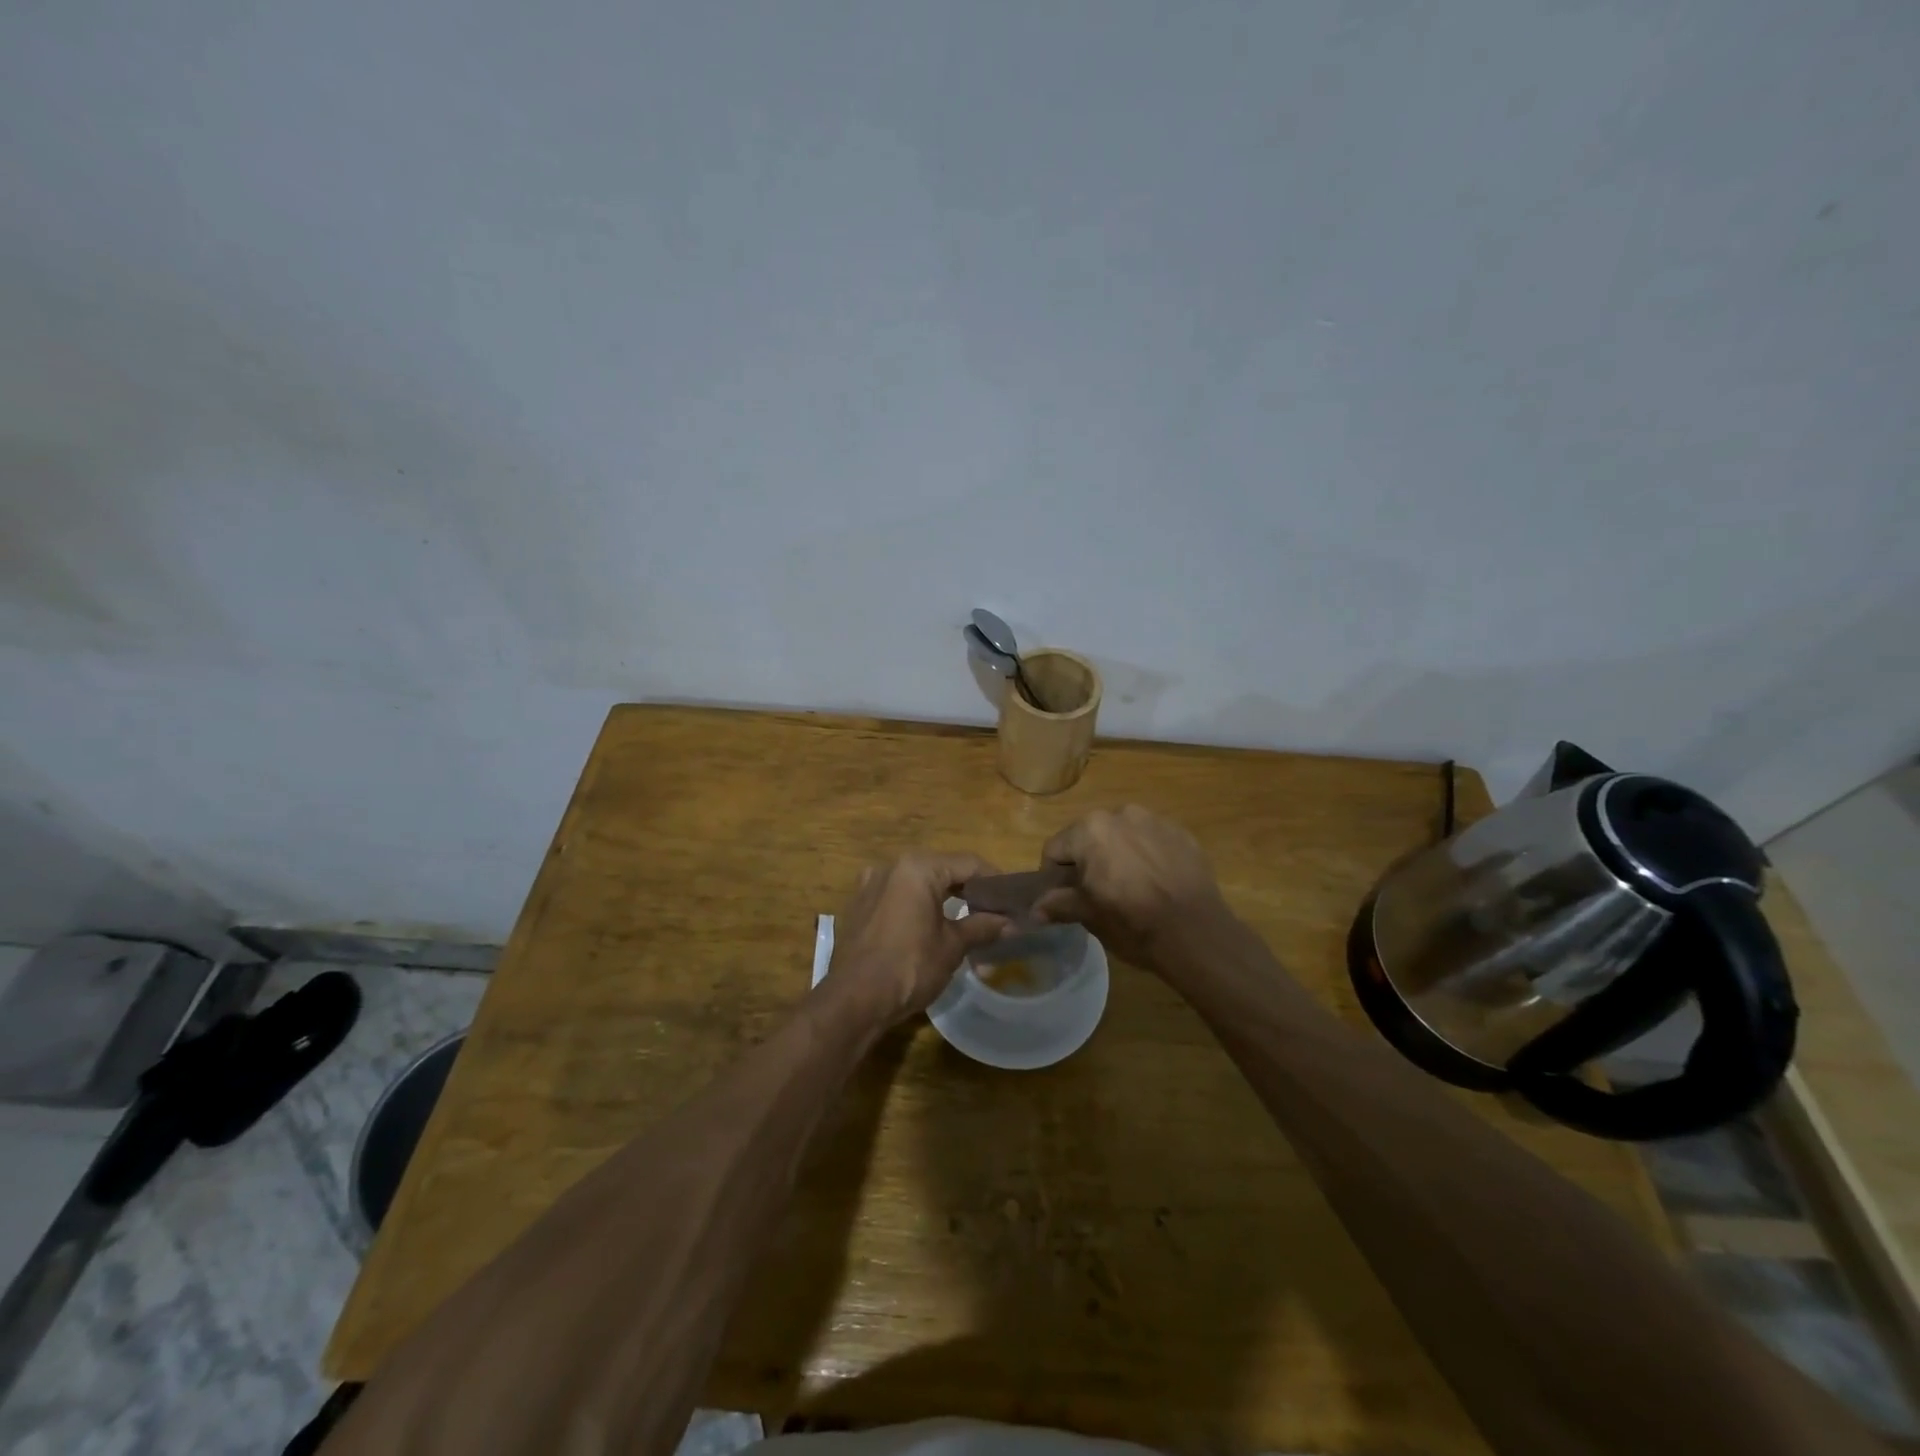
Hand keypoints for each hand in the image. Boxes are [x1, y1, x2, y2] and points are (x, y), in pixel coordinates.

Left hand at [827, 853, 1009, 1023]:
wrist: (853, 1001)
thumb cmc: (909, 967)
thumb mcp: (952, 946)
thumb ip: (982, 927)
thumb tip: (1011, 923)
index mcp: (918, 867)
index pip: (968, 863)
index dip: (995, 881)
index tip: (1014, 899)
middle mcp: (892, 866)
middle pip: (942, 870)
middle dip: (970, 892)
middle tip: (994, 913)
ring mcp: (871, 885)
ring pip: (919, 884)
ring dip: (944, 901)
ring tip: (966, 924)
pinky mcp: (859, 906)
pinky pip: (898, 898)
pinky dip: (918, 907)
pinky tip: (930, 929)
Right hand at [1033, 806, 1234, 973]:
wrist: (1196, 933)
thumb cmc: (1133, 922)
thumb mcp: (1089, 916)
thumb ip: (1059, 904)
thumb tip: (1036, 909)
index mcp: (1090, 830)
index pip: (1055, 848)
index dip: (1054, 875)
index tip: (1065, 897)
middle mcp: (1120, 814)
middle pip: (1089, 836)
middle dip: (1088, 861)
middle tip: (1098, 893)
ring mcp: (1154, 820)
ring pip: (1122, 835)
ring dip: (1118, 854)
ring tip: (1131, 886)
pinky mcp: (1181, 832)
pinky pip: (1151, 840)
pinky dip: (1147, 855)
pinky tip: (1157, 881)